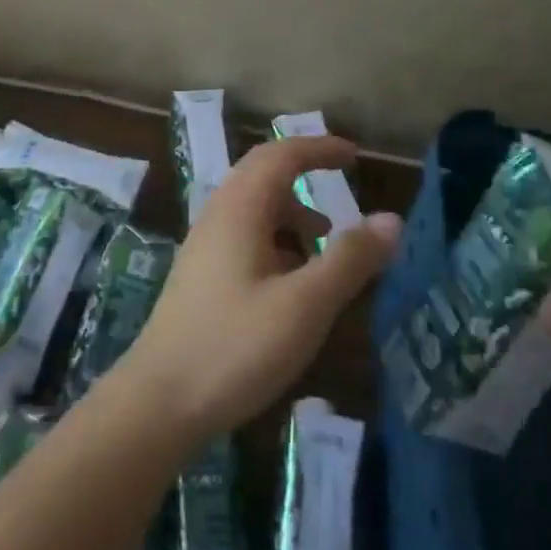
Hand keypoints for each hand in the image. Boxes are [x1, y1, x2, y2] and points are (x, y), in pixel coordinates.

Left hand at [121, 135, 401, 441]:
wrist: (158, 400)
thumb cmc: (235, 346)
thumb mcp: (304, 306)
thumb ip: (349, 260)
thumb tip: (392, 219)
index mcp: (240, 207)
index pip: (282, 155)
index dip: (319, 149)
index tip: (355, 154)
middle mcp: (218, 213)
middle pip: (263, 172)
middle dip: (304, 170)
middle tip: (341, 180)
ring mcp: (205, 243)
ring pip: (253, 206)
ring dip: (291, 210)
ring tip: (326, 240)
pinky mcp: (201, 272)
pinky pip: (244, 233)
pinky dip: (275, 237)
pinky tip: (291, 278)